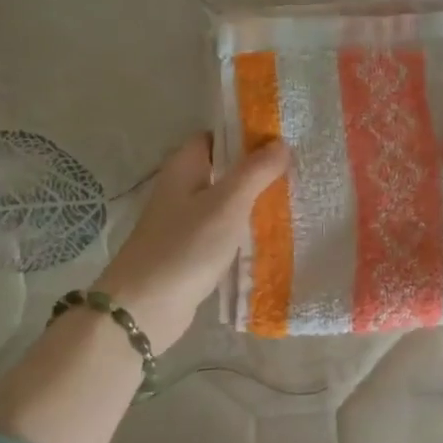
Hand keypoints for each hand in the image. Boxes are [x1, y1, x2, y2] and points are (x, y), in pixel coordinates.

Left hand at [94, 133, 288, 353]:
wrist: (146, 307)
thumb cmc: (185, 247)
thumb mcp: (227, 204)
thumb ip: (254, 172)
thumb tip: (280, 143)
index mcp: (183, 169)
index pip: (214, 137)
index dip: (244, 135)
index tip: (281, 139)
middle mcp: (182, 190)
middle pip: (223, 170)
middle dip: (256, 170)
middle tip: (297, 171)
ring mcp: (185, 223)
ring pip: (226, 203)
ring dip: (254, 202)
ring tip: (293, 199)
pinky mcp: (192, 252)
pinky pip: (224, 232)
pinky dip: (245, 230)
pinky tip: (272, 236)